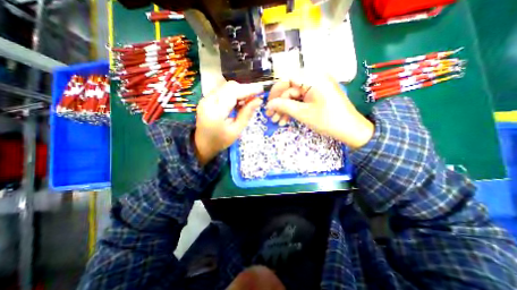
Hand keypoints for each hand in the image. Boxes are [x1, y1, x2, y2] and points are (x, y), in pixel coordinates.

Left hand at [194, 80, 262, 164]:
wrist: (202, 144)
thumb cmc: (221, 141)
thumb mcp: (236, 131)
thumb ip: (246, 114)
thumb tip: (258, 100)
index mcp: (215, 112)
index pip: (233, 93)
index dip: (248, 89)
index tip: (261, 89)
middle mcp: (208, 101)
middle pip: (230, 87)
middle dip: (245, 89)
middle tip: (256, 97)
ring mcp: (206, 98)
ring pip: (226, 87)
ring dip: (240, 91)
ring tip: (249, 100)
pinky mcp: (207, 99)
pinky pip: (223, 91)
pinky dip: (233, 93)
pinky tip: (239, 101)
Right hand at [264, 74, 373, 148]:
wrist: (350, 129)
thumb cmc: (328, 120)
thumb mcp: (303, 114)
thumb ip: (284, 106)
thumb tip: (269, 104)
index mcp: (313, 78)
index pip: (287, 79)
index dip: (275, 92)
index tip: (268, 105)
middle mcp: (314, 78)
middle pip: (290, 89)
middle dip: (279, 104)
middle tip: (271, 117)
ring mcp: (316, 86)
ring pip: (294, 96)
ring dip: (285, 108)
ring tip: (278, 121)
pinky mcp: (317, 94)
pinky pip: (301, 99)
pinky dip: (293, 109)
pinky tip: (287, 119)